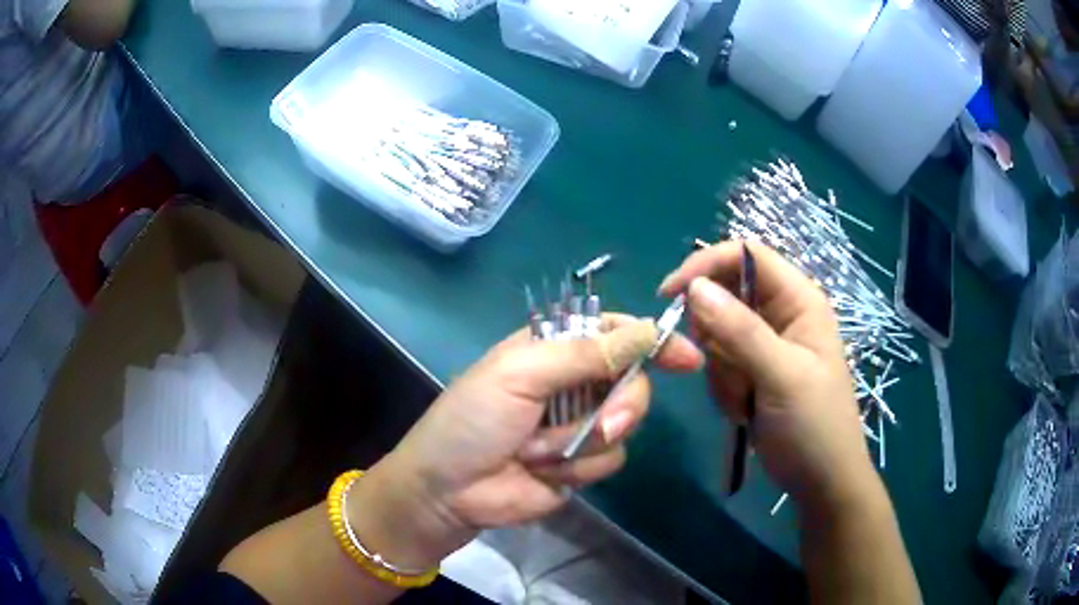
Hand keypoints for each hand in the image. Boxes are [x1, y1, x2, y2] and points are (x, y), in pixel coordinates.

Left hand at [354, 315, 701, 567]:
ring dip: (585, 441)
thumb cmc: (473, 421)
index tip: (687, 357)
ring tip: (538, 451)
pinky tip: (543, 472)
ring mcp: (580, 425)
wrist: (448, 491)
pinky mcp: (583, 464)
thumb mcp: (521, 376)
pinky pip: (610, 459)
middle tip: (605, 422)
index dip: (651, 340)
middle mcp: (573, 383)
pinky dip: (578, 468)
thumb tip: (645, 331)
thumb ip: (584, 354)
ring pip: (625, 424)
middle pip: (632, 380)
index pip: (614, 331)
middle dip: (622, 404)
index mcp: (554, 349)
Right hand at [659, 241, 877, 513]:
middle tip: (728, 373)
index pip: (746, 256)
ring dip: (721, 370)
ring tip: (746, 400)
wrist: (821, 481)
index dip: (707, 265)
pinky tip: (744, 411)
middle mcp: (780, 313)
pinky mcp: (752, 370)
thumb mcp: (782, 376)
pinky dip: (723, 387)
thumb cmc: (815, 426)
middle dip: (715, 334)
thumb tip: (694, 287)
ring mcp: (765, 344)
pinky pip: (718, 363)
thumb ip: (740, 331)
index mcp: (799, 300)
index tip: (670, 295)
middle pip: (725, 294)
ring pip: (716, 333)